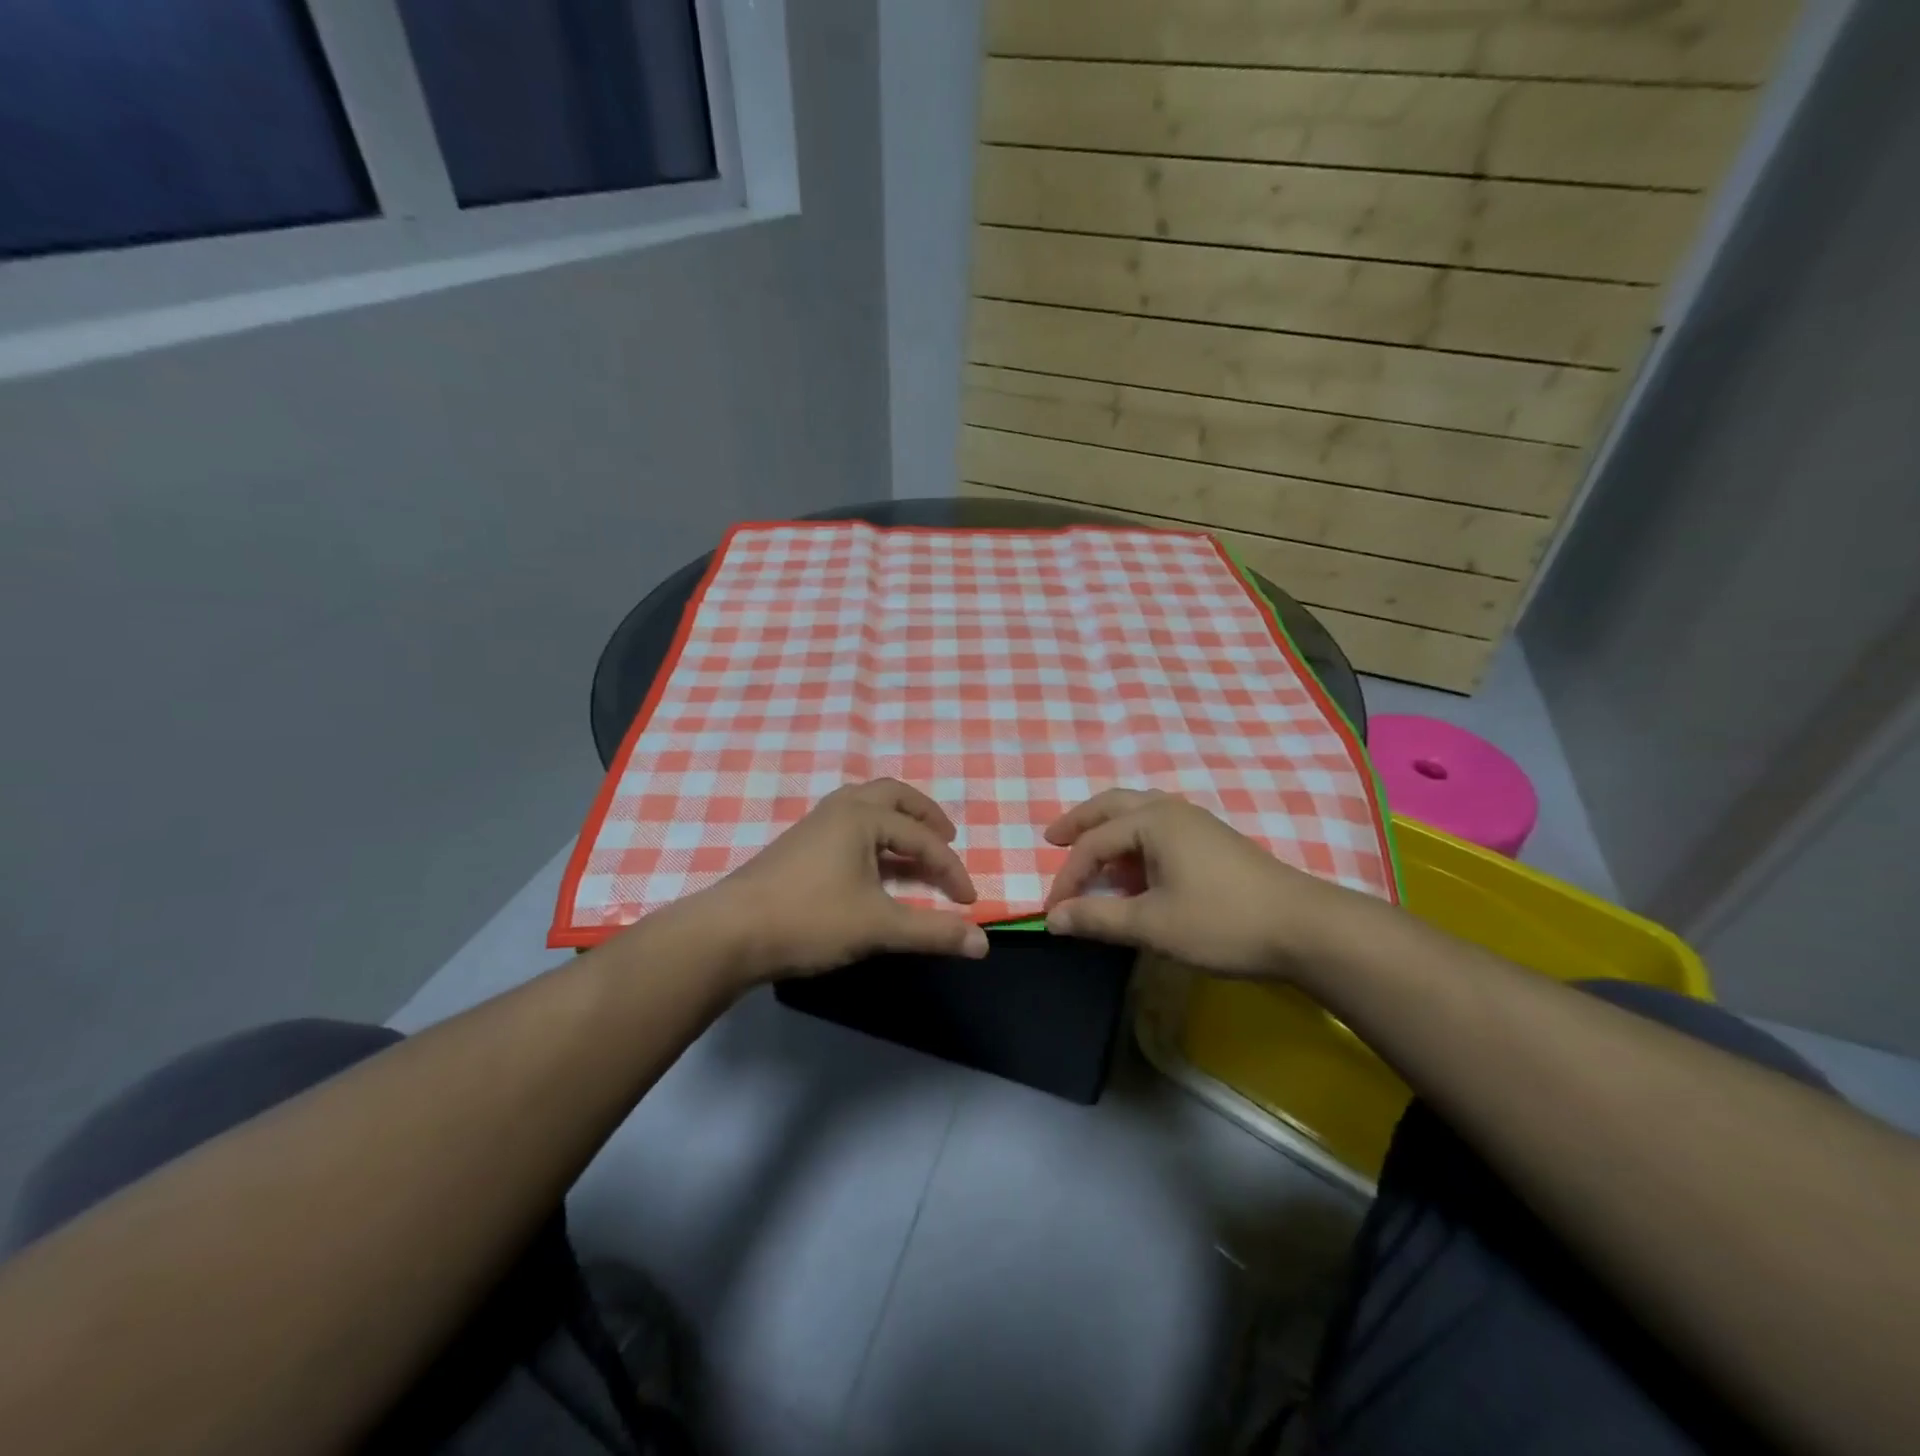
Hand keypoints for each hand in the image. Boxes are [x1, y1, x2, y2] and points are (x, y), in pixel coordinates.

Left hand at [695, 779, 988, 983]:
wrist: (729, 933)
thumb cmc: (809, 920)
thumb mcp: (878, 927)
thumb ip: (932, 932)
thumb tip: (983, 943)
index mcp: (862, 817)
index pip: (922, 839)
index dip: (950, 870)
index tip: (968, 902)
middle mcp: (839, 809)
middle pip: (893, 795)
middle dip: (925, 816)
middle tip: (947, 839)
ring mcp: (814, 824)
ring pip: (866, 806)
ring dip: (897, 821)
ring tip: (914, 847)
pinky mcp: (798, 844)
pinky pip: (848, 823)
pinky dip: (874, 834)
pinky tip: (872, 864)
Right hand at [1042, 789, 1367, 978]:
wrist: (1305, 929)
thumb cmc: (1222, 922)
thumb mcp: (1152, 925)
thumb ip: (1098, 918)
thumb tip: (1052, 919)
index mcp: (1153, 821)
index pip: (1093, 843)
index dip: (1068, 877)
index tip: (1052, 912)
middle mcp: (1171, 810)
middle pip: (1112, 806)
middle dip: (1079, 822)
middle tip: (1053, 838)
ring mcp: (1196, 823)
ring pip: (1138, 814)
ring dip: (1108, 830)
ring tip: (1090, 855)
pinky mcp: (1212, 841)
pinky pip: (1159, 829)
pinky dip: (1133, 842)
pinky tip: (1135, 871)